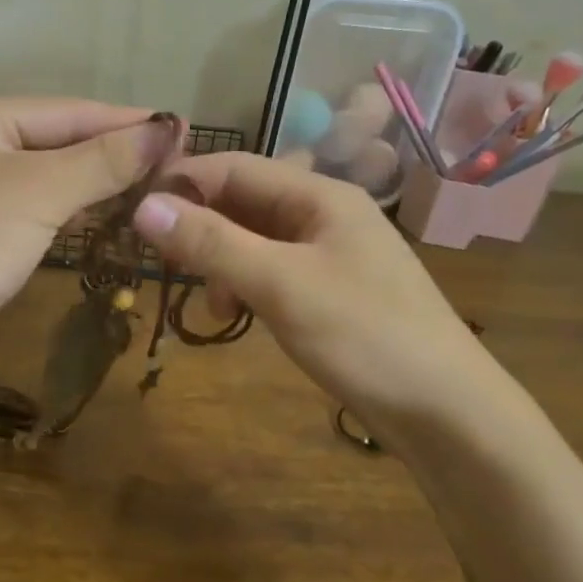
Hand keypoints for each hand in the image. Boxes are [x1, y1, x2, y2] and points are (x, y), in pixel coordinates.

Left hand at [0, 97, 173, 360]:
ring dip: (91, 183)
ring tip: (150, 186)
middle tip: (173, 162)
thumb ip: (103, 160)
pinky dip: (64, 210)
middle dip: (111, 153)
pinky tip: (101, 215)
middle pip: (54, 141)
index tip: (181, 129)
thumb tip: (165, 128)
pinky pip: (27, 207)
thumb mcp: (40, 193)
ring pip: (42, 177)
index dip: (126, 121)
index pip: (67, 110)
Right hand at [132, 152, 504, 427]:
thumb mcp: (281, 285)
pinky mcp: (331, 291)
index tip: (133, 212)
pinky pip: (272, 271)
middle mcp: (324, 214)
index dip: (182, 183)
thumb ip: (212, 243)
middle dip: (201, 229)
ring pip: (254, 240)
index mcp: (319, 196)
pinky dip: (245, 286)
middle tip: (163, 265)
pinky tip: (238, 316)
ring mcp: (330, 253)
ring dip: (221, 263)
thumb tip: (142, 206)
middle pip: (243, 202)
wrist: (449, 414)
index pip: (234, 167)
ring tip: (211, 305)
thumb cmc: (366, 337)